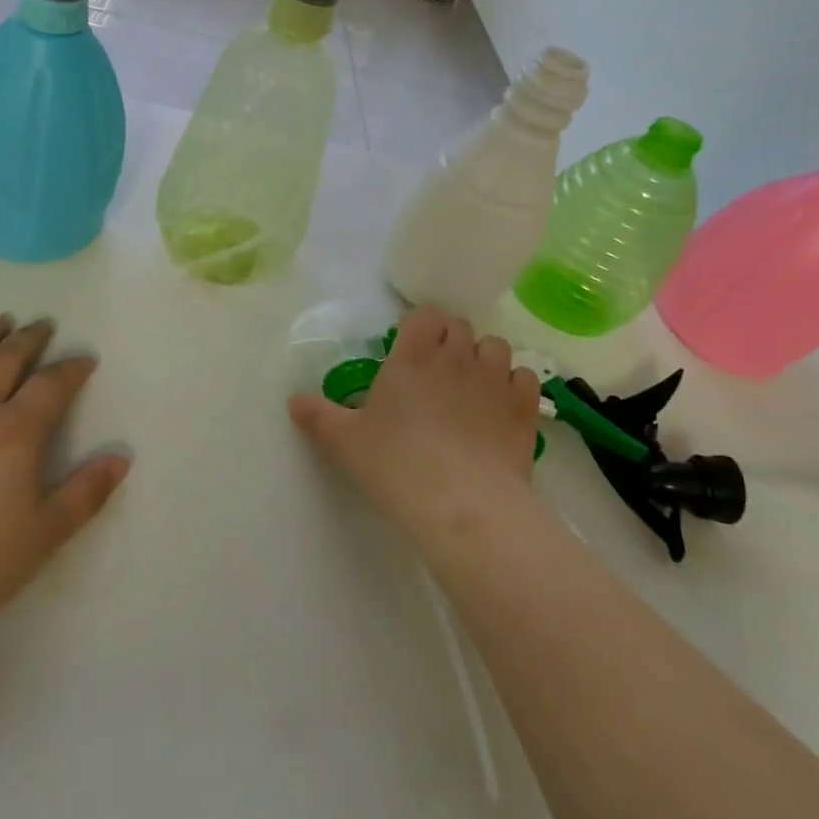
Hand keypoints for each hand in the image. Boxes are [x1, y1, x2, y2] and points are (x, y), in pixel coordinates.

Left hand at [0, 315, 128, 656]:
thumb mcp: (43, 537)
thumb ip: (85, 494)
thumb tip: (121, 457)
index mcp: (14, 434)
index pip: (50, 386)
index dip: (71, 369)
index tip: (84, 360)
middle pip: (5, 362)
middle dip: (28, 340)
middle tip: (42, 325)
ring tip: (0, 321)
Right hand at [288, 306, 539, 546]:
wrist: (462, 505)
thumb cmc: (397, 464)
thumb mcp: (345, 442)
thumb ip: (318, 415)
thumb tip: (294, 400)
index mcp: (413, 355)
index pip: (424, 314)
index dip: (420, 326)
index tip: (411, 347)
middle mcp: (456, 357)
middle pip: (460, 326)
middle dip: (450, 340)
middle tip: (436, 371)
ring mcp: (494, 380)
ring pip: (496, 345)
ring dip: (484, 358)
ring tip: (472, 385)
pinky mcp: (523, 408)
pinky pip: (524, 377)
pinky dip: (514, 384)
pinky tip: (502, 406)